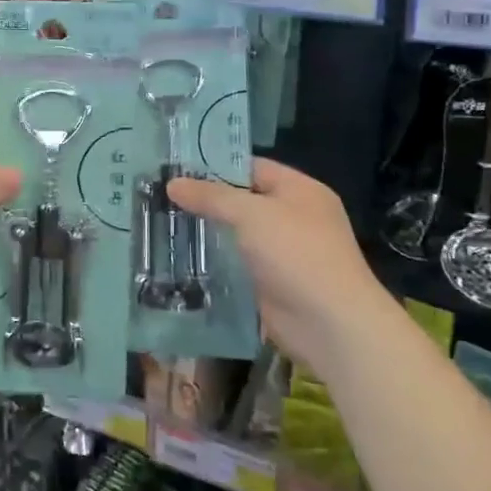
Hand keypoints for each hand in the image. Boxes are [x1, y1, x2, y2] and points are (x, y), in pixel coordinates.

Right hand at [167, 160, 387, 355]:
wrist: (330, 324)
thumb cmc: (296, 254)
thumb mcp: (251, 214)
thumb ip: (211, 197)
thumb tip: (172, 184)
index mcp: (300, 191)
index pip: (252, 168)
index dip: (215, 166)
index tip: (175, 169)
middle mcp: (293, 217)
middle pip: (241, 202)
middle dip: (205, 201)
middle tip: (160, 197)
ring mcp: (282, 253)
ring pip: (235, 235)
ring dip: (205, 233)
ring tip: (162, 225)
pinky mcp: (269, 283)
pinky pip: (235, 265)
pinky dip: (212, 263)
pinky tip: (179, 258)